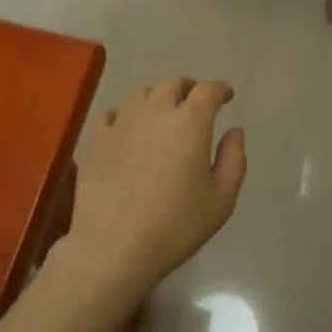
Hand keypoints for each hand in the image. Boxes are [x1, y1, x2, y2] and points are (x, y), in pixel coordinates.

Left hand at [60, 77, 246, 304]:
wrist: (113, 247)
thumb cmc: (176, 226)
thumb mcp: (221, 199)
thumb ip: (234, 159)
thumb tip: (234, 132)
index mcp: (190, 122)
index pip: (208, 90)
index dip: (220, 89)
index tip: (227, 95)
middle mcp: (155, 112)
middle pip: (173, 84)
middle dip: (189, 88)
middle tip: (196, 102)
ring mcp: (122, 123)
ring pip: (141, 93)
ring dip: (157, 97)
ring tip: (162, 112)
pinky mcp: (96, 139)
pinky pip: (112, 114)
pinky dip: (126, 114)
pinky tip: (128, 128)